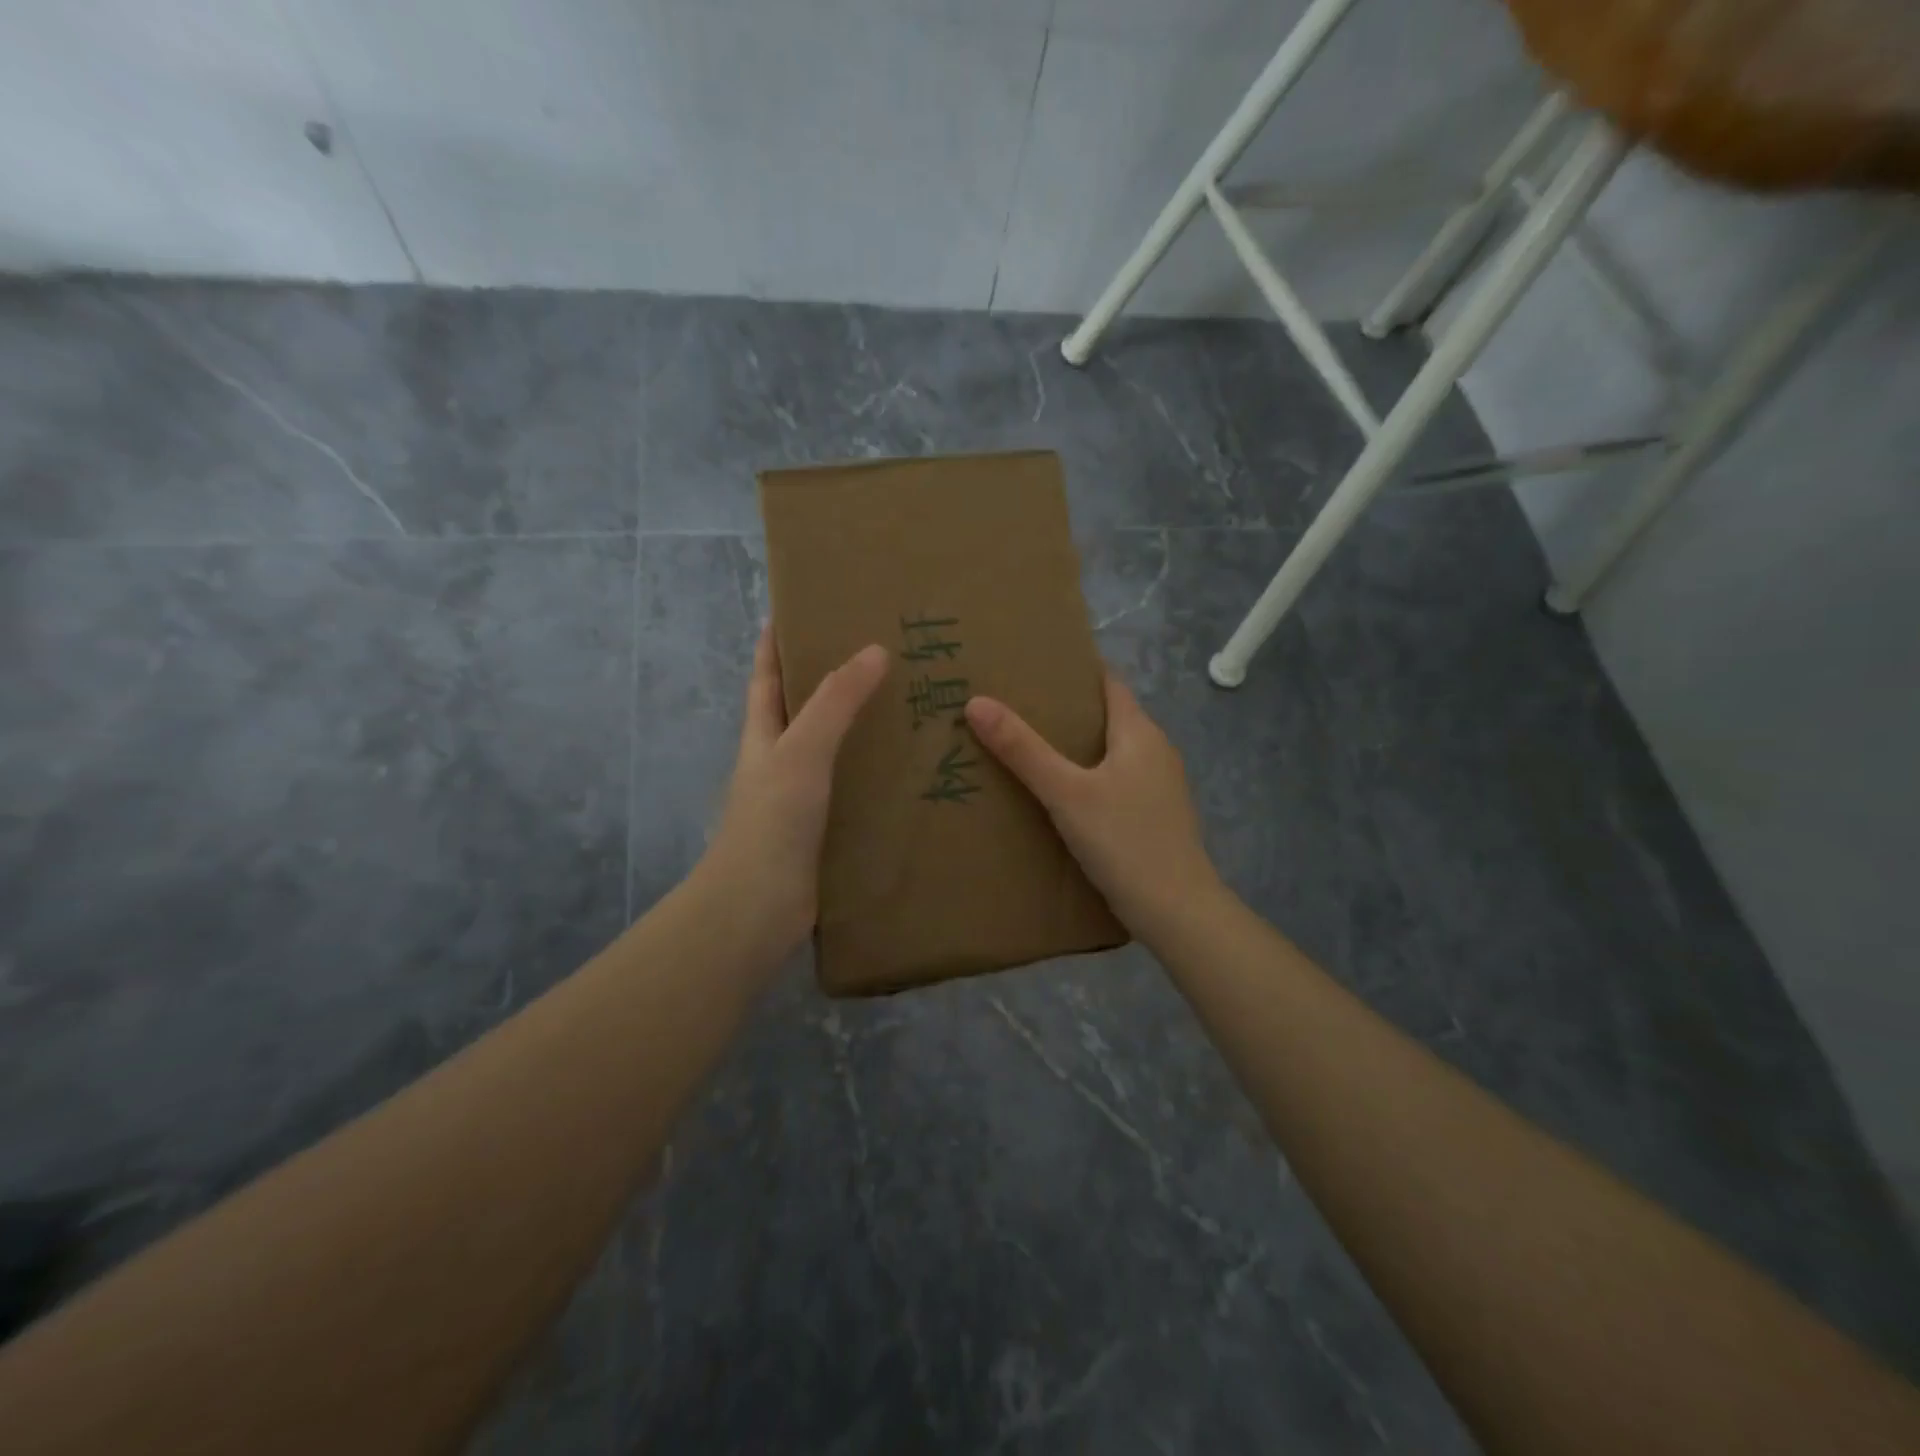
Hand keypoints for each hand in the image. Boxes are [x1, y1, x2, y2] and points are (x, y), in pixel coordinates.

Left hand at [701, 626, 889, 955]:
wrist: (758, 909)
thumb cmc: (772, 821)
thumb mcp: (802, 751)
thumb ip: (835, 702)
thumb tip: (874, 650)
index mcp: (764, 737)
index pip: (767, 678)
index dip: (776, 644)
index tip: (798, 611)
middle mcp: (779, 763)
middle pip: (801, 712)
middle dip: (829, 683)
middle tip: (878, 656)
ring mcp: (800, 800)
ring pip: (831, 753)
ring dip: (859, 731)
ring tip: (906, 708)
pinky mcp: (823, 832)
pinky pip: (852, 792)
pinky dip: (873, 778)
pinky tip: (907, 775)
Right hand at [965, 672, 1221, 938]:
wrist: (1177, 912)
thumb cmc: (1123, 841)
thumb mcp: (1065, 793)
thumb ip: (1023, 750)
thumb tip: (977, 703)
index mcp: (1140, 733)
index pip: (1108, 683)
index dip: (1075, 671)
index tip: (1034, 667)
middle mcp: (1156, 751)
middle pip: (1109, 717)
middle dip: (1068, 711)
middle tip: (1019, 708)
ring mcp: (1159, 787)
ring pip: (1113, 753)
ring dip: (1078, 747)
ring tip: (1031, 748)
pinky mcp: (1155, 817)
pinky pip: (1117, 782)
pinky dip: (1090, 778)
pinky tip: (1062, 796)